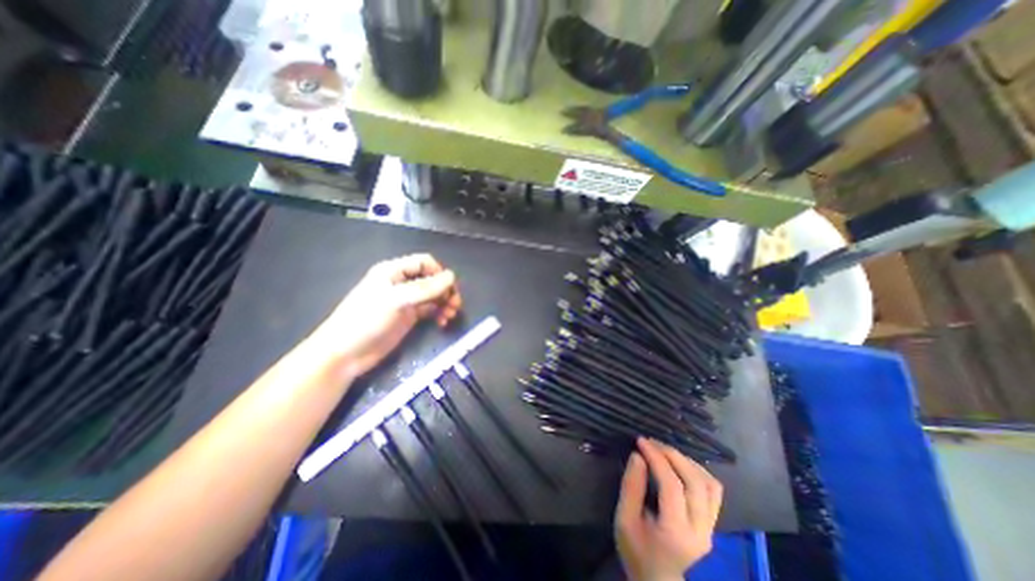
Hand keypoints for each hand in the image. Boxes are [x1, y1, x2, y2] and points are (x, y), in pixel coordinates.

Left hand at [309, 255, 461, 375]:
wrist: (346, 354)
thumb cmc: (366, 320)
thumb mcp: (396, 300)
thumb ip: (425, 288)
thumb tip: (452, 276)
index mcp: (394, 271)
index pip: (424, 262)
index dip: (439, 273)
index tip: (450, 288)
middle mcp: (402, 283)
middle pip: (432, 279)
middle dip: (445, 290)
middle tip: (455, 305)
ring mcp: (406, 301)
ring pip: (434, 295)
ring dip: (445, 303)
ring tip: (449, 315)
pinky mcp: (409, 317)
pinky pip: (430, 310)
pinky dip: (439, 313)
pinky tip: (442, 322)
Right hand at [613, 438, 720, 578]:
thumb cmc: (637, 553)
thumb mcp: (624, 521)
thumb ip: (630, 487)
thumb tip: (637, 456)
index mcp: (675, 532)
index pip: (672, 485)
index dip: (657, 458)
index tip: (641, 441)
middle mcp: (700, 530)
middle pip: (694, 481)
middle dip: (672, 454)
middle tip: (652, 442)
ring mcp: (711, 529)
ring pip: (709, 484)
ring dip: (687, 461)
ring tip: (665, 451)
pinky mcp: (712, 526)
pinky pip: (713, 491)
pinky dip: (698, 471)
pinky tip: (680, 465)